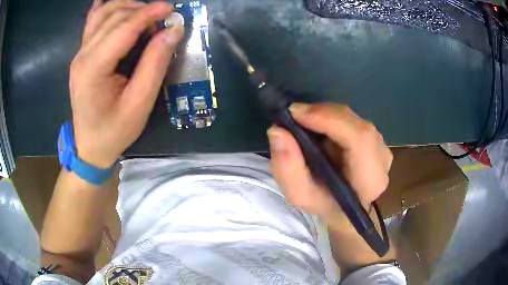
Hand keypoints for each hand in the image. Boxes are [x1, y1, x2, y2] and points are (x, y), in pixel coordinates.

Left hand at [69, 0, 183, 167]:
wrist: (90, 147)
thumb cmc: (114, 131)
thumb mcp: (140, 103)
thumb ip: (155, 64)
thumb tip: (173, 30)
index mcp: (94, 68)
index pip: (124, 28)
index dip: (149, 13)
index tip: (172, 9)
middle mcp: (83, 55)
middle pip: (113, 16)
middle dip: (141, 9)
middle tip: (162, 18)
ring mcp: (79, 54)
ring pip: (103, 14)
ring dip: (127, 7)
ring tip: (145, 14)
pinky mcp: (81, 55)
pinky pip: (93, 22)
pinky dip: (106, 8)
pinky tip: (118, 5)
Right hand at [268, 103, 392, 228]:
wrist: (344, 208)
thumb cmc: (324, 204)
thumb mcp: (300, 195)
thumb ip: (287, 168)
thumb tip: (277, 131)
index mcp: (370, 180)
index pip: (360, 139)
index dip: (330, 119)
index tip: (296, 114)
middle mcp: (382, 159)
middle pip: (357, 125)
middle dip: (324, 114)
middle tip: (295, 115)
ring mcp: (382, 146)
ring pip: (354, 119)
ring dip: (327, 115)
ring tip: (304, 122)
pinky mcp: (376, 139)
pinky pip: (354, 120)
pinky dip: (333, 117)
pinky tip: (319, 125)